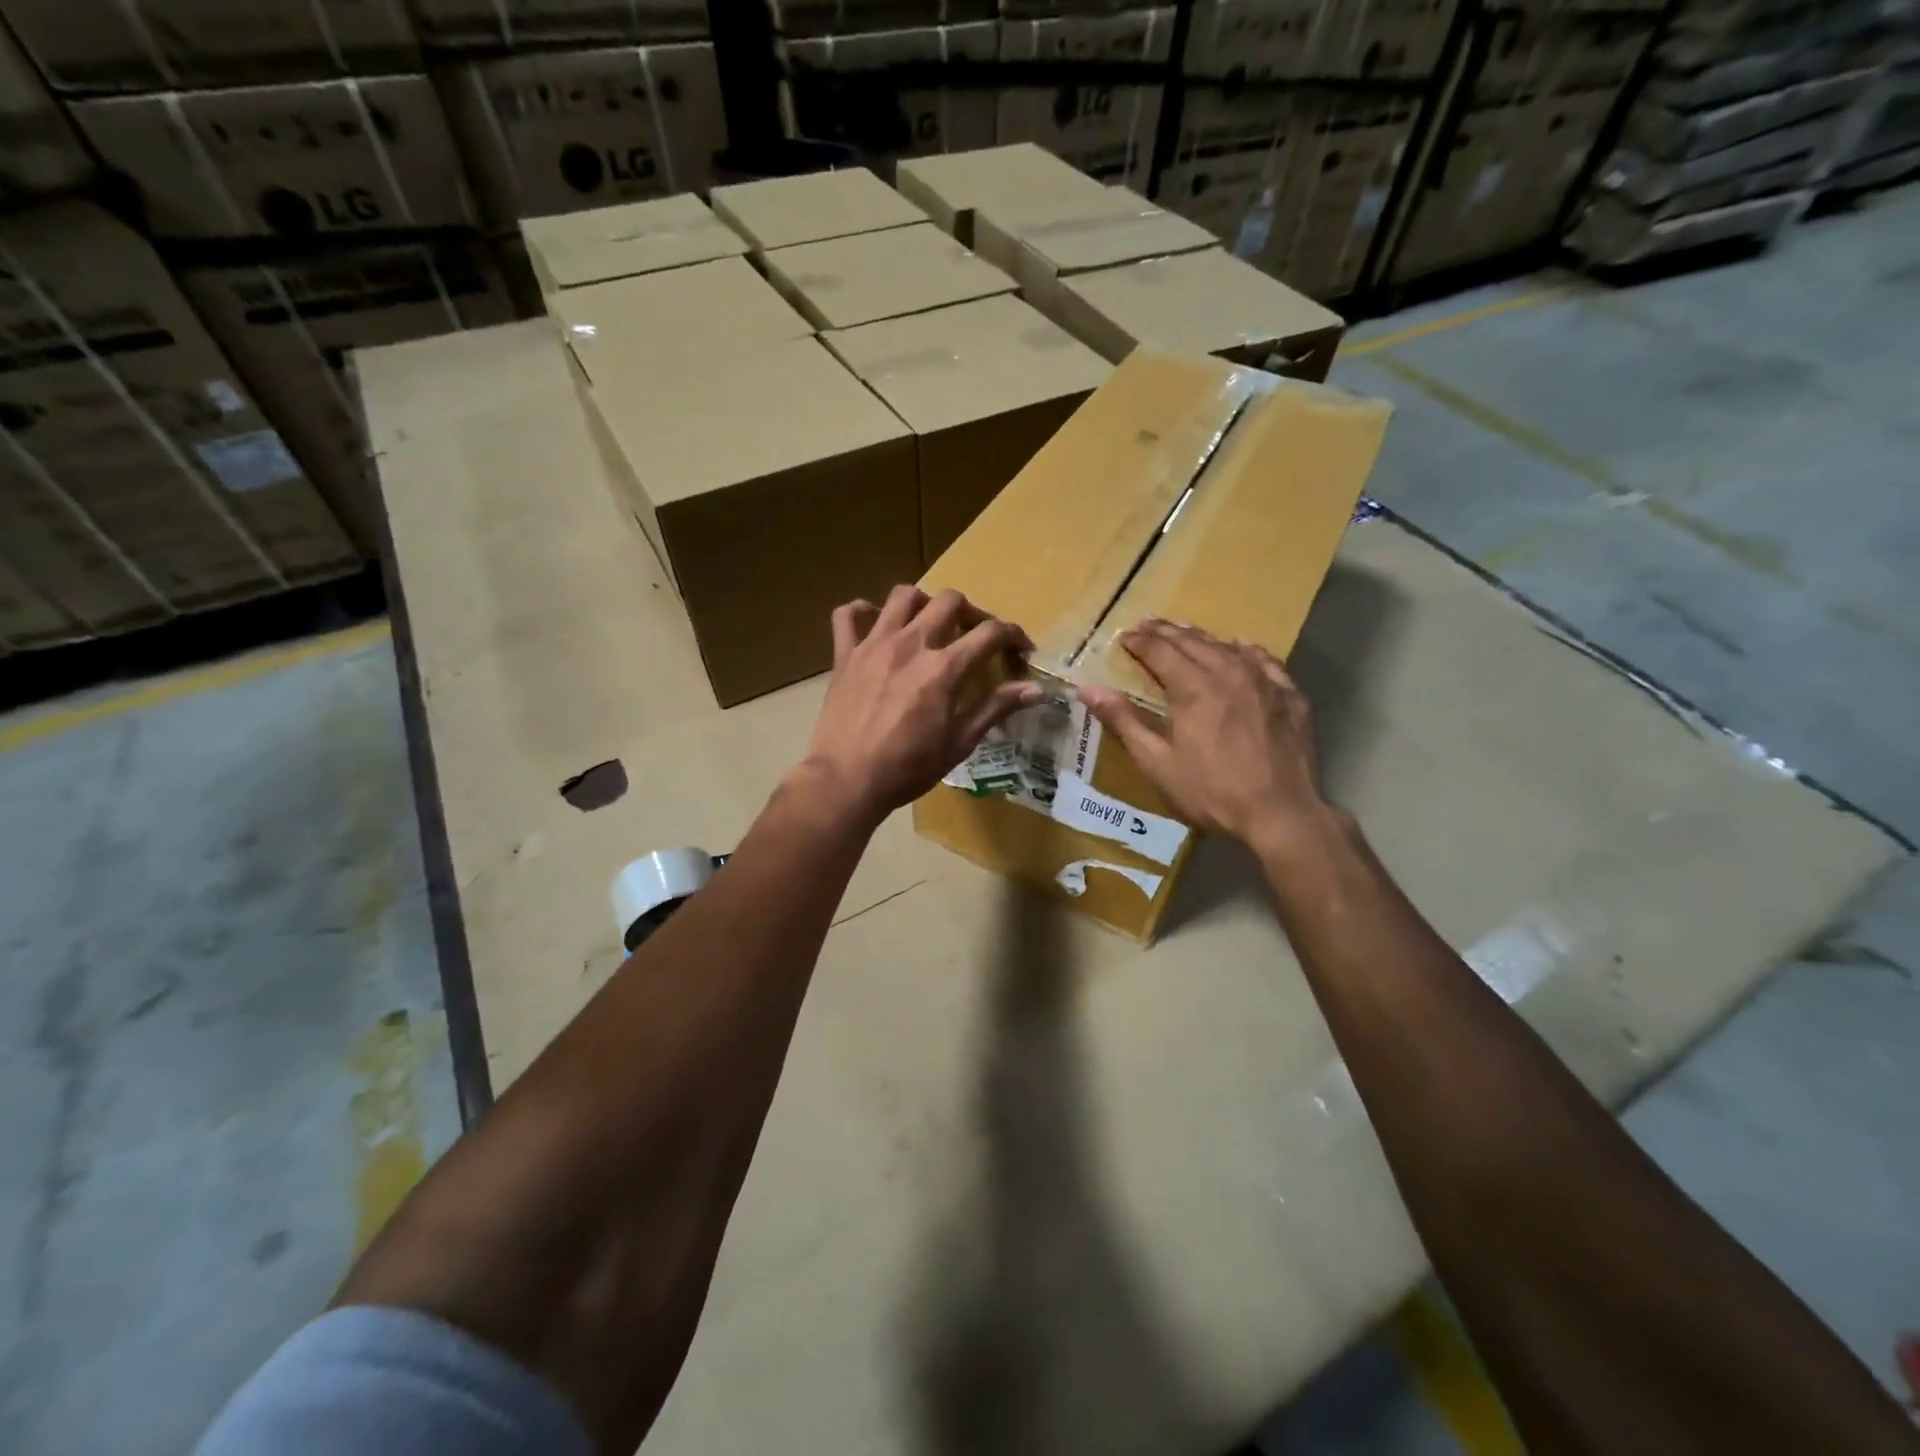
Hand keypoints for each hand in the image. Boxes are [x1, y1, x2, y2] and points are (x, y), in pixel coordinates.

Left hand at [795, 586, 1043, 827]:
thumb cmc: (909, 768)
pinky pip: (848, 615)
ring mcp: (874, 644)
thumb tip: (1036, 689)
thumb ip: (996, 708)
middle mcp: (912, 644)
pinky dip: (862, 612)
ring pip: (903, 596)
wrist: (847, 780)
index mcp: (944, 668)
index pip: (990, 633)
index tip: (1020, 649)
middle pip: (949, 600)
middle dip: (971, 612)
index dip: (1013, 635)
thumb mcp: (960, 742)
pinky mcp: (845, 654)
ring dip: (922, 603)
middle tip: (974, 635)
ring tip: (928, 625)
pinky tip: (874, 625)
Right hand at [1080, 619, 1333, 851]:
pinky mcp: (1289, 696)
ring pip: (1227, 647)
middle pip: (1192, 642)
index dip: (1139, 642)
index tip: (1124, 636)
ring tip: (1185, 630)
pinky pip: (1265, 660)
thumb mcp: (1157, 762)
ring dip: (1202, 636)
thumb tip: (1088, 688)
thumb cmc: (1210, 791)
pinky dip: (1247, 650)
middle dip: (1166, 632)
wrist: (1280, 813)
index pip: (1160, 651)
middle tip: (1148, 623)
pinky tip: (1241, 647)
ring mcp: (1263, 682)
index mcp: (1192, 688)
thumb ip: (1123, 721)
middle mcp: (1228, 673)